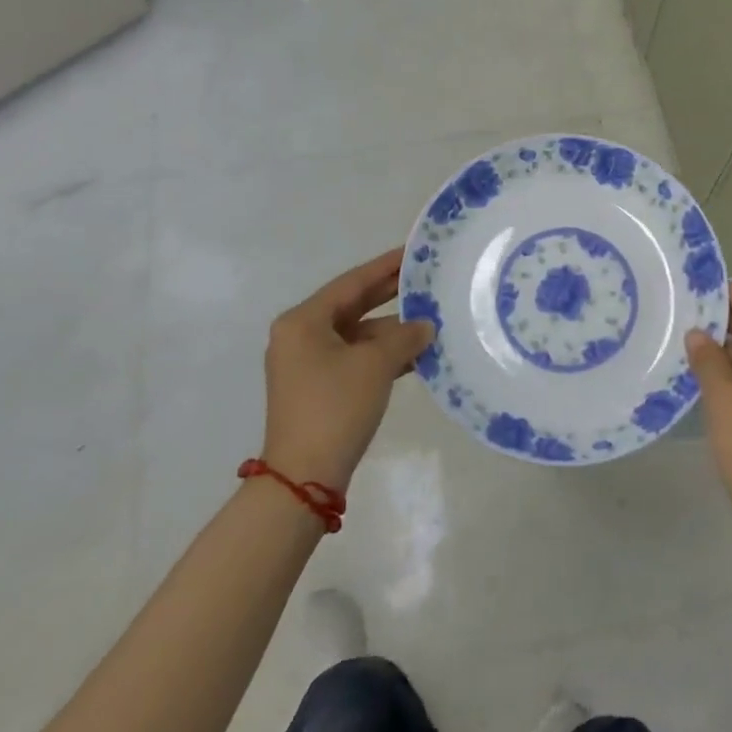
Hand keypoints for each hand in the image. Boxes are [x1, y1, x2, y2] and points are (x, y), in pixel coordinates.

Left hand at [259, 249, 434, 491]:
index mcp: (303, 321)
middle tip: (426, 279)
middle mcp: (300, 336)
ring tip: (431, 319)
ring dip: (391, 330)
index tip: (413, 252)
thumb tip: (425, 326)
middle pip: (352, 306)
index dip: (385, 266)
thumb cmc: (335, 407)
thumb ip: (404, 337)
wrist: (304, 479)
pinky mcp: (318, 388)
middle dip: (390, 295)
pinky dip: (382, 355)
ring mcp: (307, 364)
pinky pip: (354, 358)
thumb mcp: (375, 365)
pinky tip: (416, 354)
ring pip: (357, 335)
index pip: (352, 283)